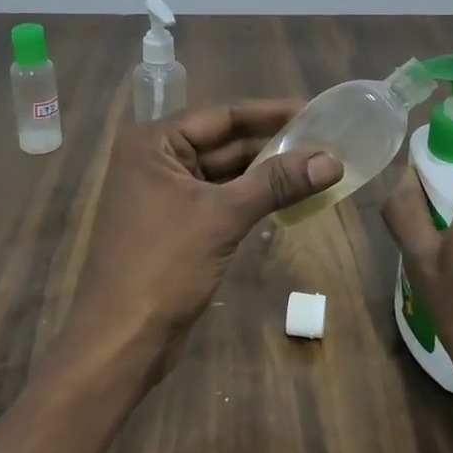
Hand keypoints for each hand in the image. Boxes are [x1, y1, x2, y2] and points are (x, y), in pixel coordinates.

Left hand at [57, 101, 340, 390]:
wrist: (120, 341)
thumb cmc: (163, 266)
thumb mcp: (223, 217)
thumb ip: (276, 183)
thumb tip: (332, 159)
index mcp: (154, 143)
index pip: (222, 115)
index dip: (270, 113)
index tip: (315, 111)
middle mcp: (155, 160)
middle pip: (223, 142)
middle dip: (272, 145)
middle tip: (325, 142)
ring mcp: (163, 194)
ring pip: (224, 173)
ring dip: (265, 173)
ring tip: (316, 167)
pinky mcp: (175, 225)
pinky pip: (219, 199)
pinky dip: (251, 198)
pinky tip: (287, 198)